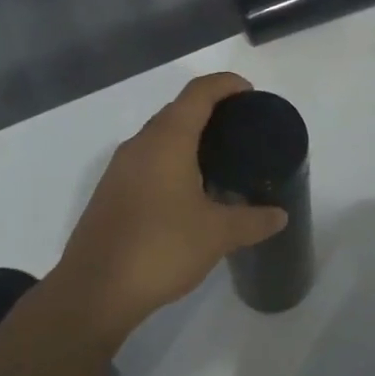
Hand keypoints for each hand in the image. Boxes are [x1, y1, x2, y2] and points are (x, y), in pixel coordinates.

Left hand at [49, 73, 288, 339]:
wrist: (95, 290)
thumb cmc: (161, 248)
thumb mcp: (217, 235)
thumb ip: (253, 220)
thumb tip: (279, 215)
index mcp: (167, 141)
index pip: (198, 93)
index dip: (225, 84)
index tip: (250, 93)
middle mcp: (139, 145)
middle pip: (176, 111)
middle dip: (209, 110)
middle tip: (241, 129)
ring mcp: (119, 169)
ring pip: (159, 138)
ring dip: (187, 138)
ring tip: (219, 159)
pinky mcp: (110, 193)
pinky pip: (146, 162)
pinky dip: (170, 162)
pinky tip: (188, 191)